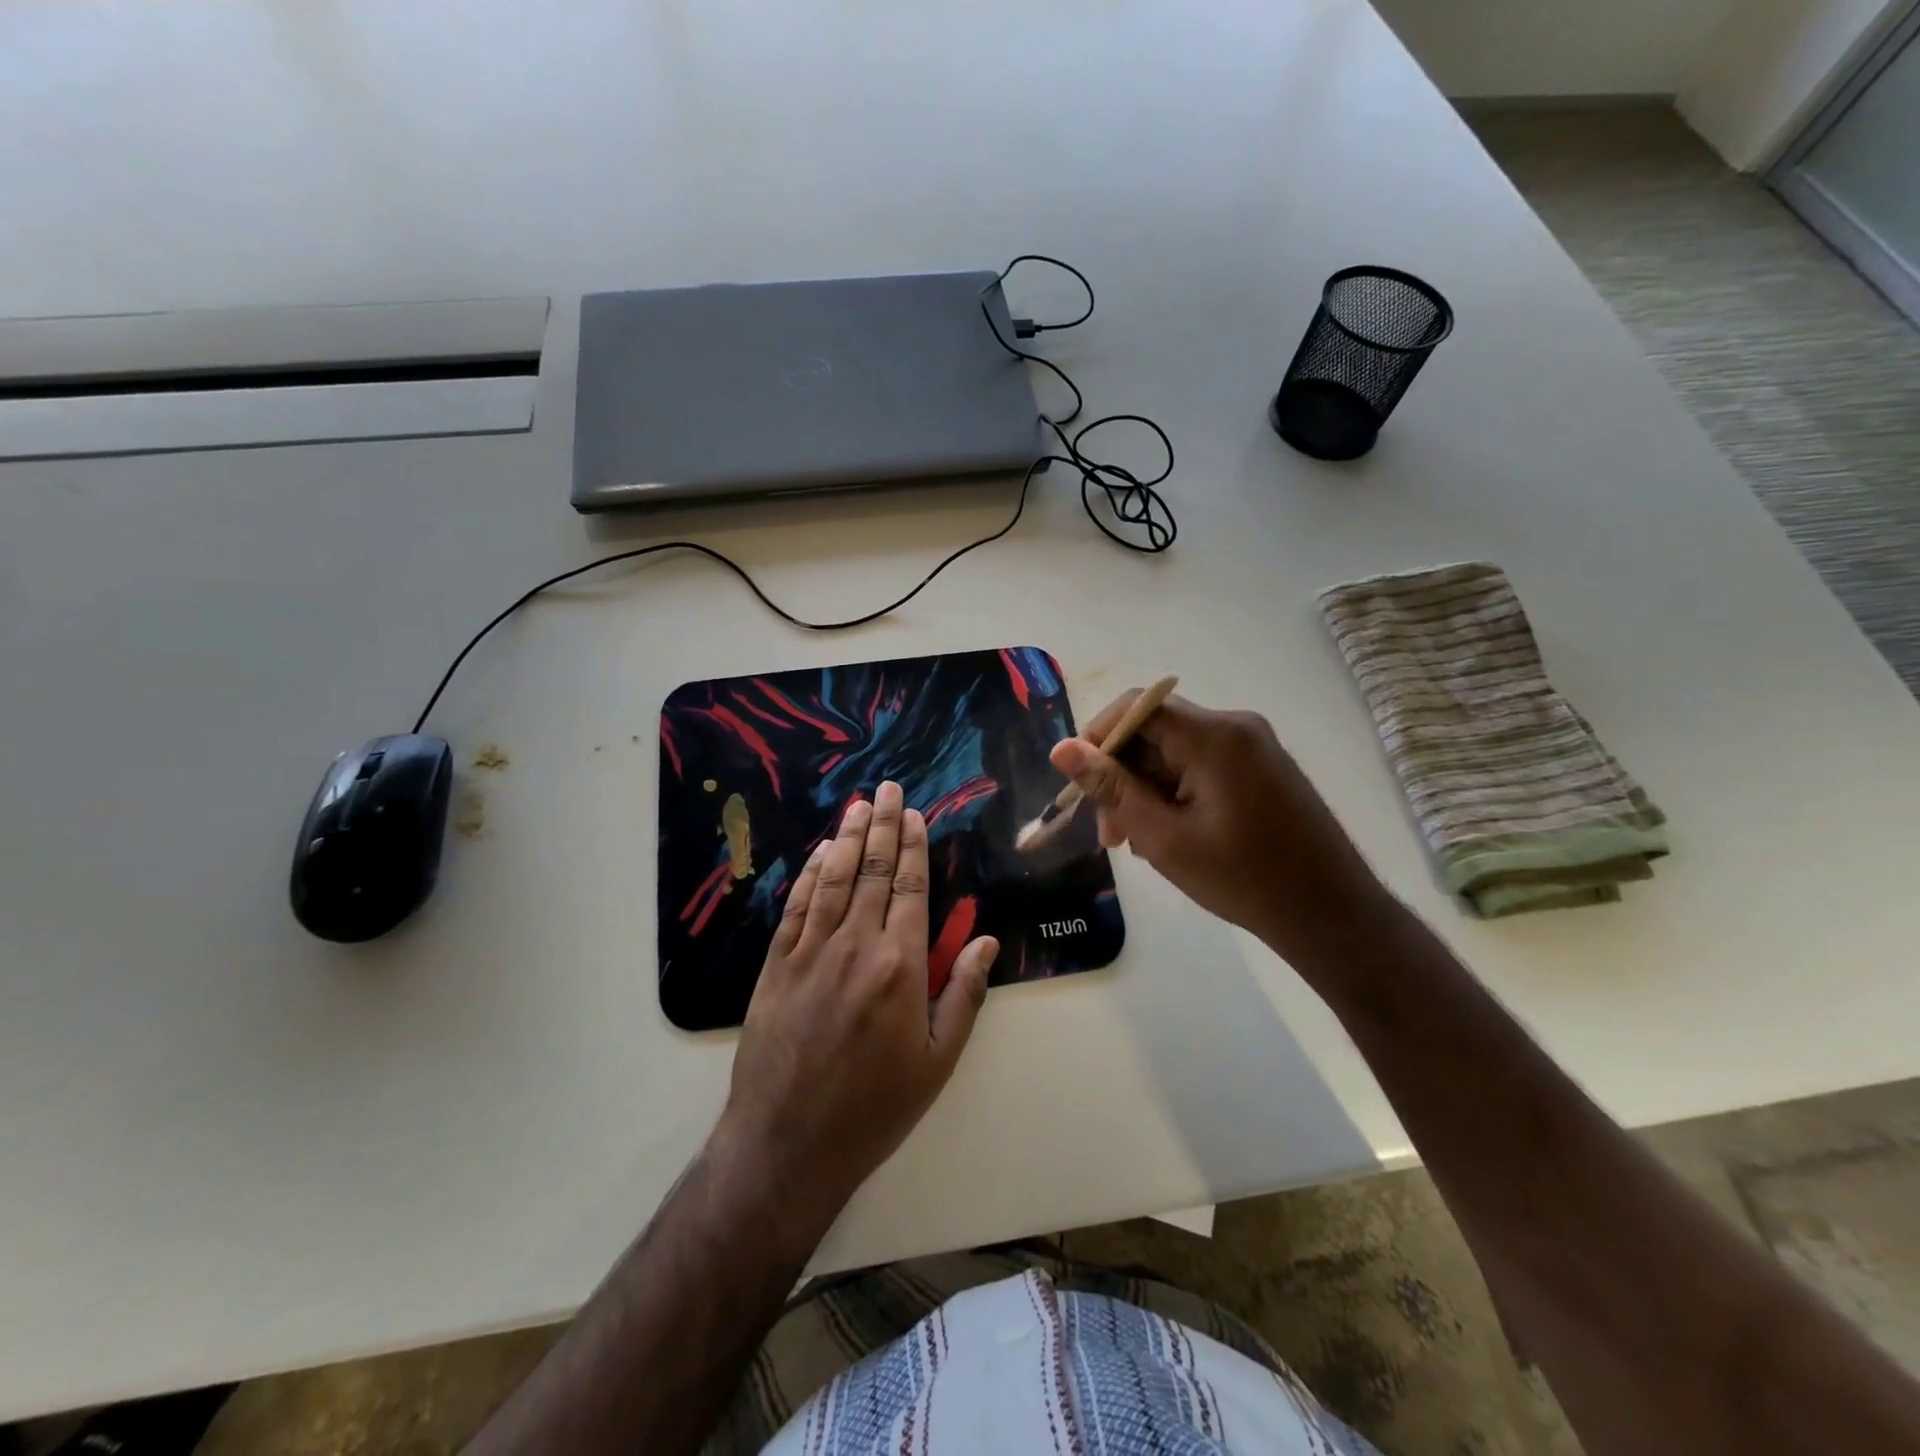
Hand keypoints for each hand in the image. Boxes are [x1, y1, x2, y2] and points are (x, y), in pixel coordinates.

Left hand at [719, 781, 999, 1223]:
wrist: (789, 1144)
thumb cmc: (875, 1108)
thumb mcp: (938, 1061)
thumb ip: (965, 994)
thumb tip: (988, 939)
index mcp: (900, 965)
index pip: (909, 887)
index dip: (913, 846)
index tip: (915, 814)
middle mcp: (855, 945)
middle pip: (871, 870)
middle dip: (882, 825)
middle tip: (887, 788)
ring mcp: (810, 952)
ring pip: (832, 879)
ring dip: (846, 838)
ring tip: (857, 805)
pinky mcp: (776, 966)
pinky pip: (795, 907)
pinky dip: (808, 874)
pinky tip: (817, 853)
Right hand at [1051, 692, 1393, 961]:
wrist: (1332, 915)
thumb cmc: (1243, 879)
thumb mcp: (1164, 837)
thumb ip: (1111, 789)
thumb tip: (1062, 749)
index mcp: (1214, 736)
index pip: (1137, 708)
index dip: (1098, 737)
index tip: (1079, 783)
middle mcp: (1236, 727)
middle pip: (1155, 732)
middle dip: (1122, 776)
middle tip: (1110, 834)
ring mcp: (1254, 747)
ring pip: (1176, 753)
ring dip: (1146, 791)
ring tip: (1136, 843)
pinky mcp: (1262, 769)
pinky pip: (1201, 766)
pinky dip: (1175, 793)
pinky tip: (1168, 835)